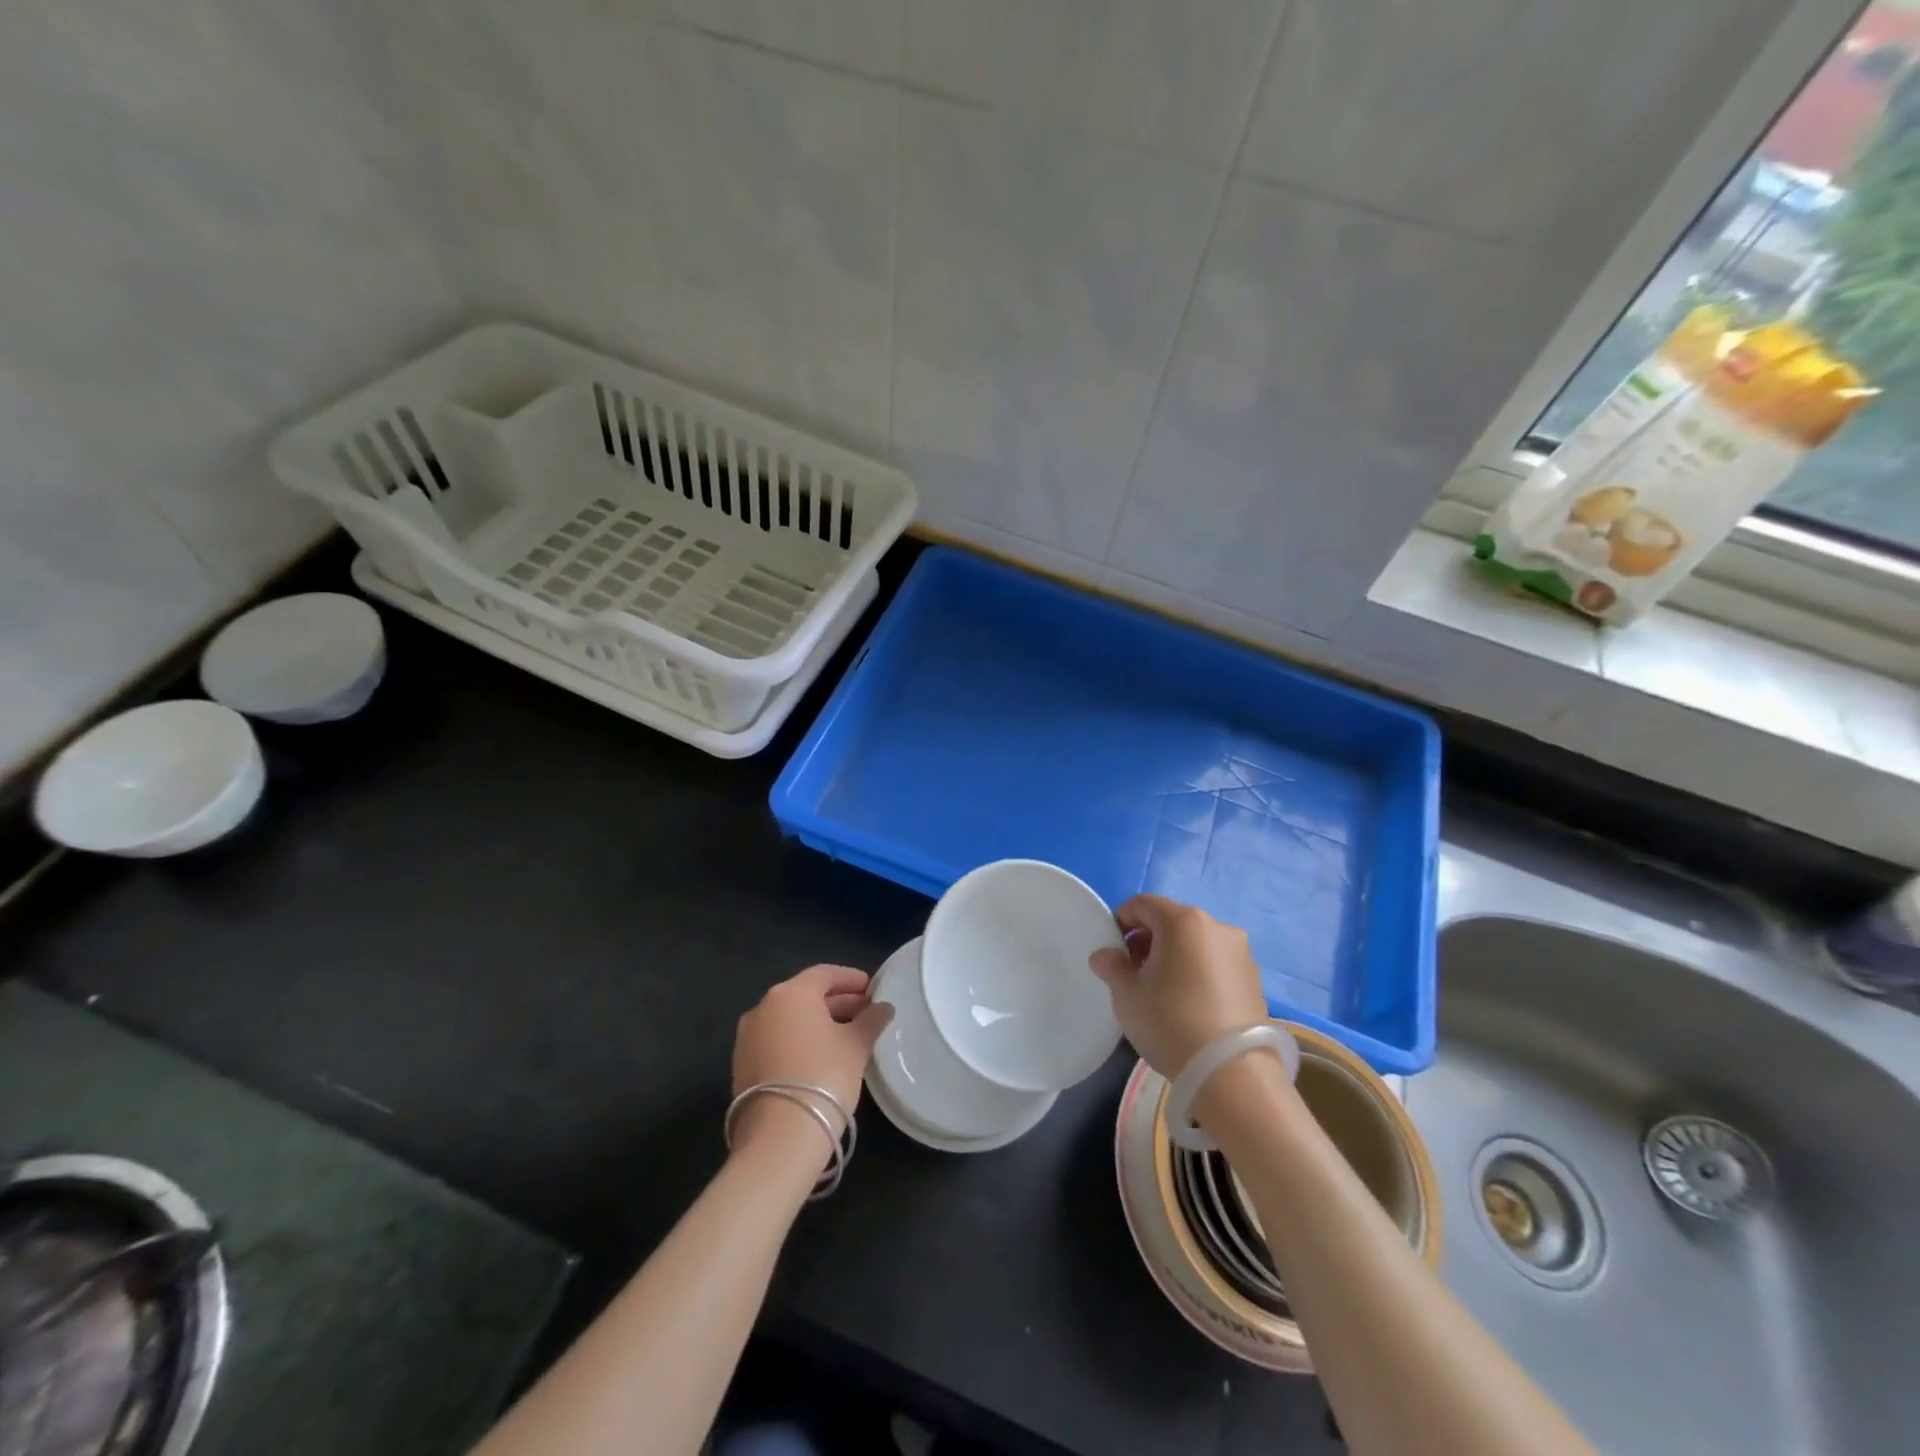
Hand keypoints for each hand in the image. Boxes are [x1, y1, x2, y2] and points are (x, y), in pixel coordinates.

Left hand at [731, 965, 893, 1163]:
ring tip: (847, 1035)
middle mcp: (763, 1007)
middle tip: (865, 1013)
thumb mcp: (856, 1046)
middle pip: (806, 995)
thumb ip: (871, 1021)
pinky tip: (821, 1057)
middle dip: (837, 1001)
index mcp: (791, 993)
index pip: (825, 974)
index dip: (851, 979)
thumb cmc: (824, 1076)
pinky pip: (776, 1040)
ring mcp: (747, 1037)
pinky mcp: (742, 1065)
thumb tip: (884, 1008)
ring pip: (789, 1019)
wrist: (779, 1138)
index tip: (872, 988)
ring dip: (818, 1022)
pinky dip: (799, 1041)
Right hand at [1089, 895, 1268, 1079]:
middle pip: (1171, 920)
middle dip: (1148, 940)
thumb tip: (1105, 956)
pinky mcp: (1255, 978)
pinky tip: (1190, 1004)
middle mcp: (1216, 926)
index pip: (1142, 904)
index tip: (1114, 952)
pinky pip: (1215, 962)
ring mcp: (1241, 952)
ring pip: (1195, 941)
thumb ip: (1112, 967)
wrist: (1233, 1075)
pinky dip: (1197, 971)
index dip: (1121, 922)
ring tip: (1163, 992)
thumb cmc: (1171, 1024)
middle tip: (1135, 973)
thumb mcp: (1127, 996)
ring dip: (1174, 955)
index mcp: (1183, 921)